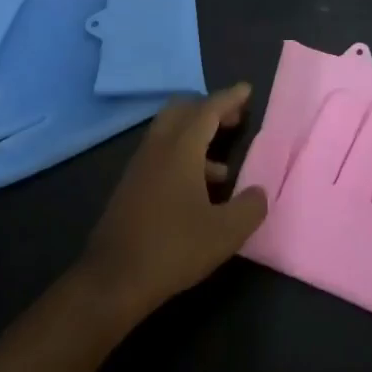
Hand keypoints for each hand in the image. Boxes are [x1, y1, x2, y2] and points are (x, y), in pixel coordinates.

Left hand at [79, 84, 267, 321]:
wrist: (111, 281)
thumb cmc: (173, 249)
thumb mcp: (225, 233)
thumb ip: (250, 207)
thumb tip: (259, 193)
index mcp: (181, 148)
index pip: (208, 109)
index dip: (230, 98)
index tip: (247, 90)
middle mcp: (158, 148)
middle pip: (182, 109)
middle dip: (210, 109)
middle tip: (234, 120)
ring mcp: (139, 167)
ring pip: (169, 132)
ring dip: (196, 136)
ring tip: (222, 169)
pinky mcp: (130, 187)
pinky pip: (160, 154)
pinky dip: (182, 156)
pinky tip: (196, 192)